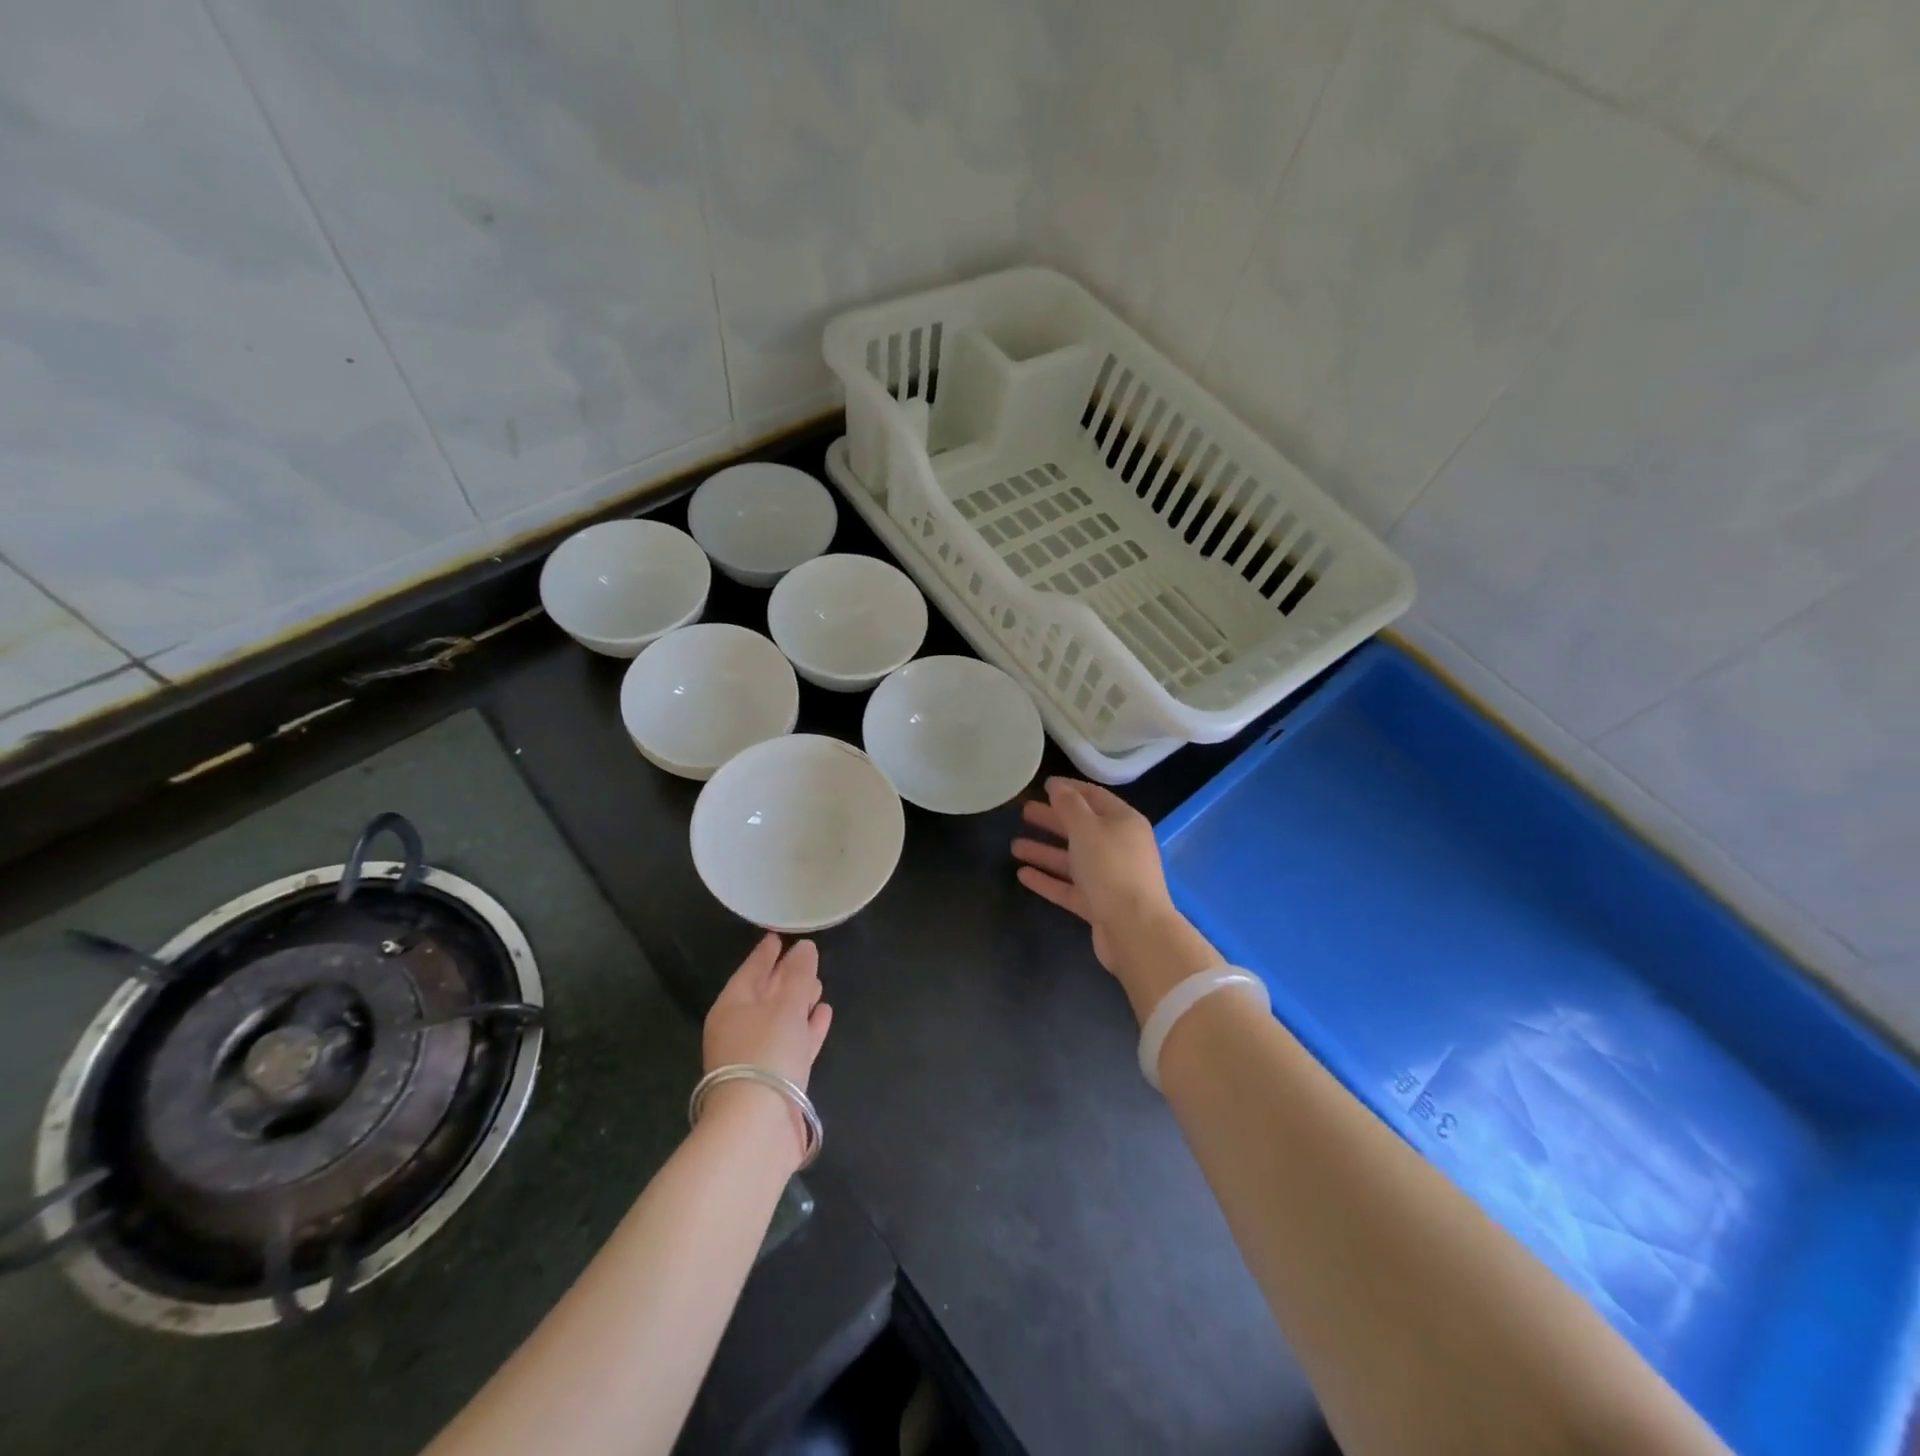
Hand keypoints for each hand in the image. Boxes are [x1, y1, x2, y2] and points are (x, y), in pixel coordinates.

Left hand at [703, 933, 832, 1090]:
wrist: (758, 1127)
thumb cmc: (766, 1053)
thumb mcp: (785, 1006)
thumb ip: (798, 975)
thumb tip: (805, 947)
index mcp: (732, 1007)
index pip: (750, 970)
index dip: (766, 952)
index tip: (778, 936)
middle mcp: (740, 1029)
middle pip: (765, 995)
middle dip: (785, 977)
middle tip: (806, 958)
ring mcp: (757, 1056)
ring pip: (780, 1019)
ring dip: (799, 1002)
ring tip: (819, 986)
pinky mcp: (776, 1079)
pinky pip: (793, 1043)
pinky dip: (807, 1028)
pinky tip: (823, 1015)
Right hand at [1012, 778, 1218, 1021]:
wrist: (1135, 929)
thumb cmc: (1112, 868)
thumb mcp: (1087, 828)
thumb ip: (1069, 806)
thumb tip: (1057, 786)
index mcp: (1124, 823)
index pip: (1095, 797)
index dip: (1070, 789)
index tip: (1044, 784)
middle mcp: (1119, 847)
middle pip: (1081, 828)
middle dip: (1053, 820)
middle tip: (1024, 812)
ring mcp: (1109, 878)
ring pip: (1072, 859)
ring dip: (1045, 852)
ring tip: (1014, 846)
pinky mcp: (1099, 905)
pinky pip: (1069, 887)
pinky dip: (1048, 880)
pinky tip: (1022, 875)